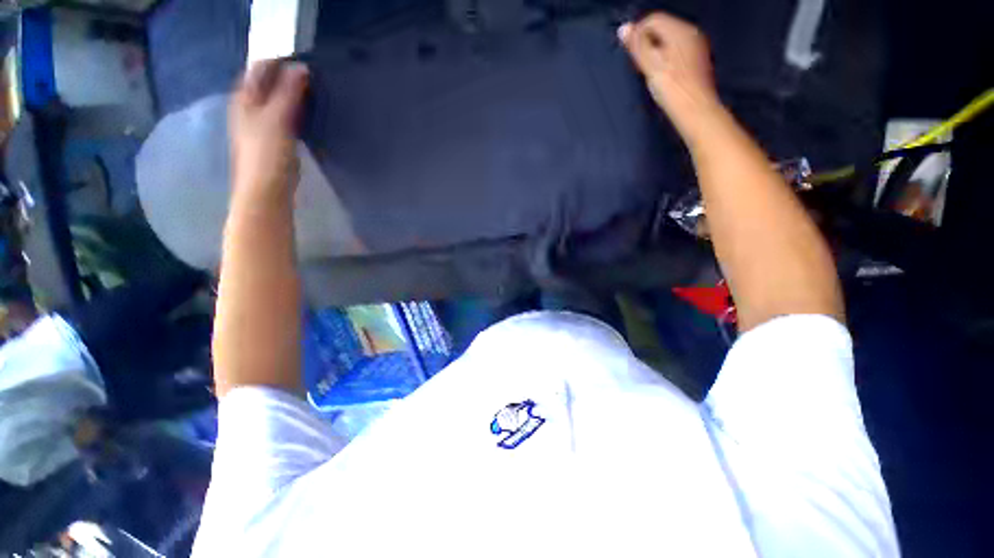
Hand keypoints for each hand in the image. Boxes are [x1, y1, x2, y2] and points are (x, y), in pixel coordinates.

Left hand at [229, 60, 308, 202]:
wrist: (267, 190)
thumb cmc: (268, 154)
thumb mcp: (278, 119)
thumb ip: (289, 93)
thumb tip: (302, 67)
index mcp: (244, 98)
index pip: (260, 68)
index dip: (280, 62)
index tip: (306, 62)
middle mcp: (249, 108)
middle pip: (267, 83)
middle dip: (287, 77)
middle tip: (314, 77)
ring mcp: (260, 125)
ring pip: (276, 100)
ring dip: (292, 94)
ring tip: (314, 92)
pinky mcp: (273, 140)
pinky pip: (284, 117)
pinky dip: (295, 111)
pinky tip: (308, 115)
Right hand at [618, 13, 717, 118]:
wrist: (694, 109)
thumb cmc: (671, 88)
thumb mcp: (650, 65)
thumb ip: (637, 45)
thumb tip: (623, 28)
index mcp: (679, 30)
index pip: (652, 19)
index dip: (637, 34)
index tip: (631, 55)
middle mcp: (691, 32)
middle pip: (662, 28)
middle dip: (647, 43)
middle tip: (640, 65)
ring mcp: (696, 46)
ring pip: (669, 40)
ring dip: (656, 51)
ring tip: (650, 72)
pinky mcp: (697, 60)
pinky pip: (676, 50)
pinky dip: (666, 58)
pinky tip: (663, 75)